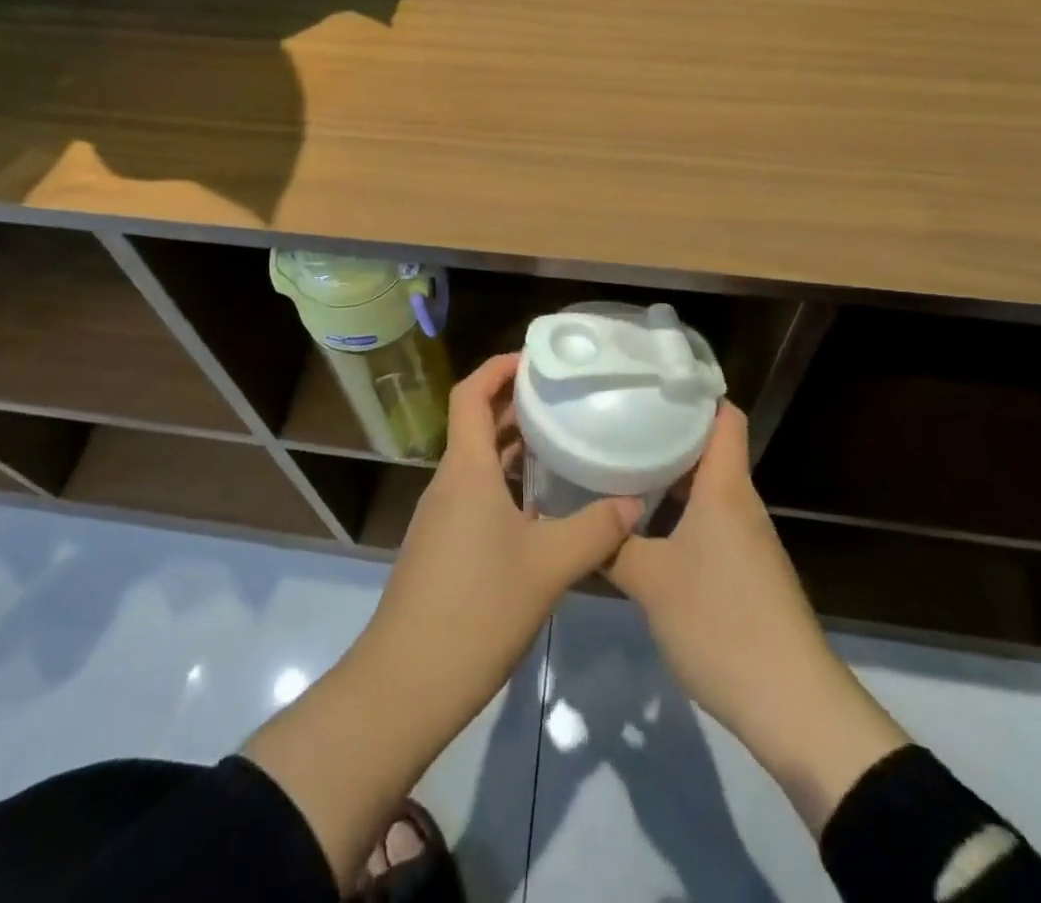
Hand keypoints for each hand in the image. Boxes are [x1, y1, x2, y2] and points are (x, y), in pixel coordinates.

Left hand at [247, 355, 638, 886]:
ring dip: (512, 445)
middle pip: (475, 423)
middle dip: (513, 403)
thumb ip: (595, 530)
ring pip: (477, 462)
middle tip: (562, 395)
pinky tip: (542, 505)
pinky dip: (506, 483)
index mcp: (466, 470)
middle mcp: (449, 482)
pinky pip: (476, 494)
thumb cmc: (477, 609)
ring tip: (560, 441)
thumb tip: (633, 501)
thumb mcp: (548, 567)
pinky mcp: (443, 546)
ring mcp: (442, 515)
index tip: (534, 359)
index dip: (497, 367)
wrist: (407, 681)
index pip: (470, 394)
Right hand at [607, 401, 908, 833]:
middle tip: (616, 418)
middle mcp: (740, 504)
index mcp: (725, 488)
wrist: (792, 705)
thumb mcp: (650, 583)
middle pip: (709, 447)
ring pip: (707, 487)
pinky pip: (709, 520)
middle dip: (666, 430)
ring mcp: (746, 539)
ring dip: (669, 474)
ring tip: (620, 463)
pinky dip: (679, 510)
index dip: (693, 391)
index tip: (649, 378)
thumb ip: (610, 547)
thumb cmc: (721, 623)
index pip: (723, 416)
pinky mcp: (746, 571)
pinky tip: (644, 523)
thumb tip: (575, 522)